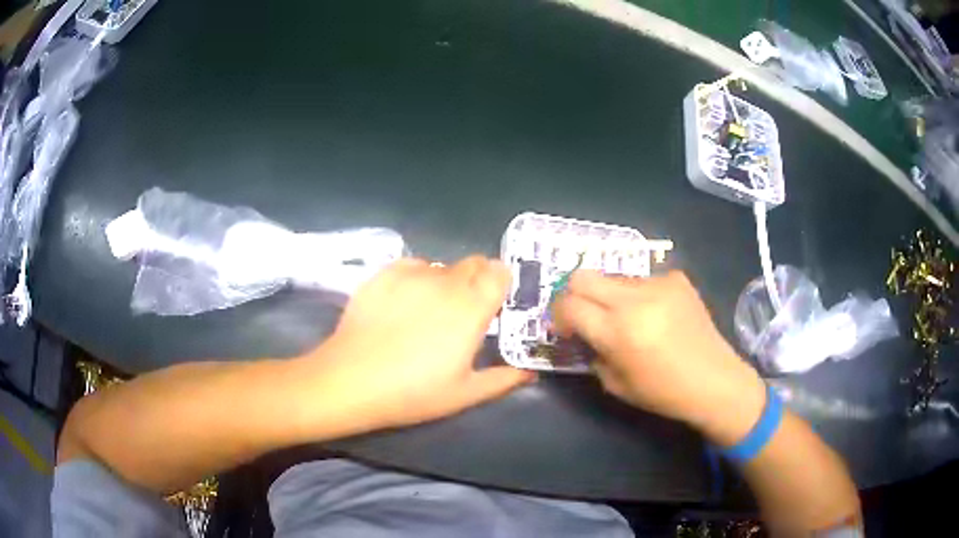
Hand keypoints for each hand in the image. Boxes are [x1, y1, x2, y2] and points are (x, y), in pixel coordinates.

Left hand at [307, 256, 533, 433]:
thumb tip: (528, 370)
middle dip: (476, 281)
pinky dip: (416, 278)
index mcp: (472, 307)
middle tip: (464, 312)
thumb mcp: (465, 394)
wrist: (351, 380)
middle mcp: (445, 281)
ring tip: (428, 311)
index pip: (499, 272)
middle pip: (473, 263)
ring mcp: (411, 274)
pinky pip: (412, 266)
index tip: (495, 305)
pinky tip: (403, 303)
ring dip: (445, 282)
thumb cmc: (413, 392)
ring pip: (441, 266)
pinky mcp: (383, 274)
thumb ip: (503, 379)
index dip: (501, 284)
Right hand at [552, 270, 765, 444]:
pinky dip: (639, 295)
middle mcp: (635, 300)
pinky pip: (643, 279)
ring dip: (610, 296)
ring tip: (628, 319)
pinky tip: (656, 315)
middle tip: (584, 315)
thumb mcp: (615, 383)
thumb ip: (593, 353)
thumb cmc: (663, 392)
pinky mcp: (677, 278)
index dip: (558, 315)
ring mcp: (659, 284)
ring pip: (614, 278)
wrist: (714, 380)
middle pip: (583, 276)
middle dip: (574, 295)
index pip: (568, 305)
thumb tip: (582, 333)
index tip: (564, 328)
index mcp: (618, 332)